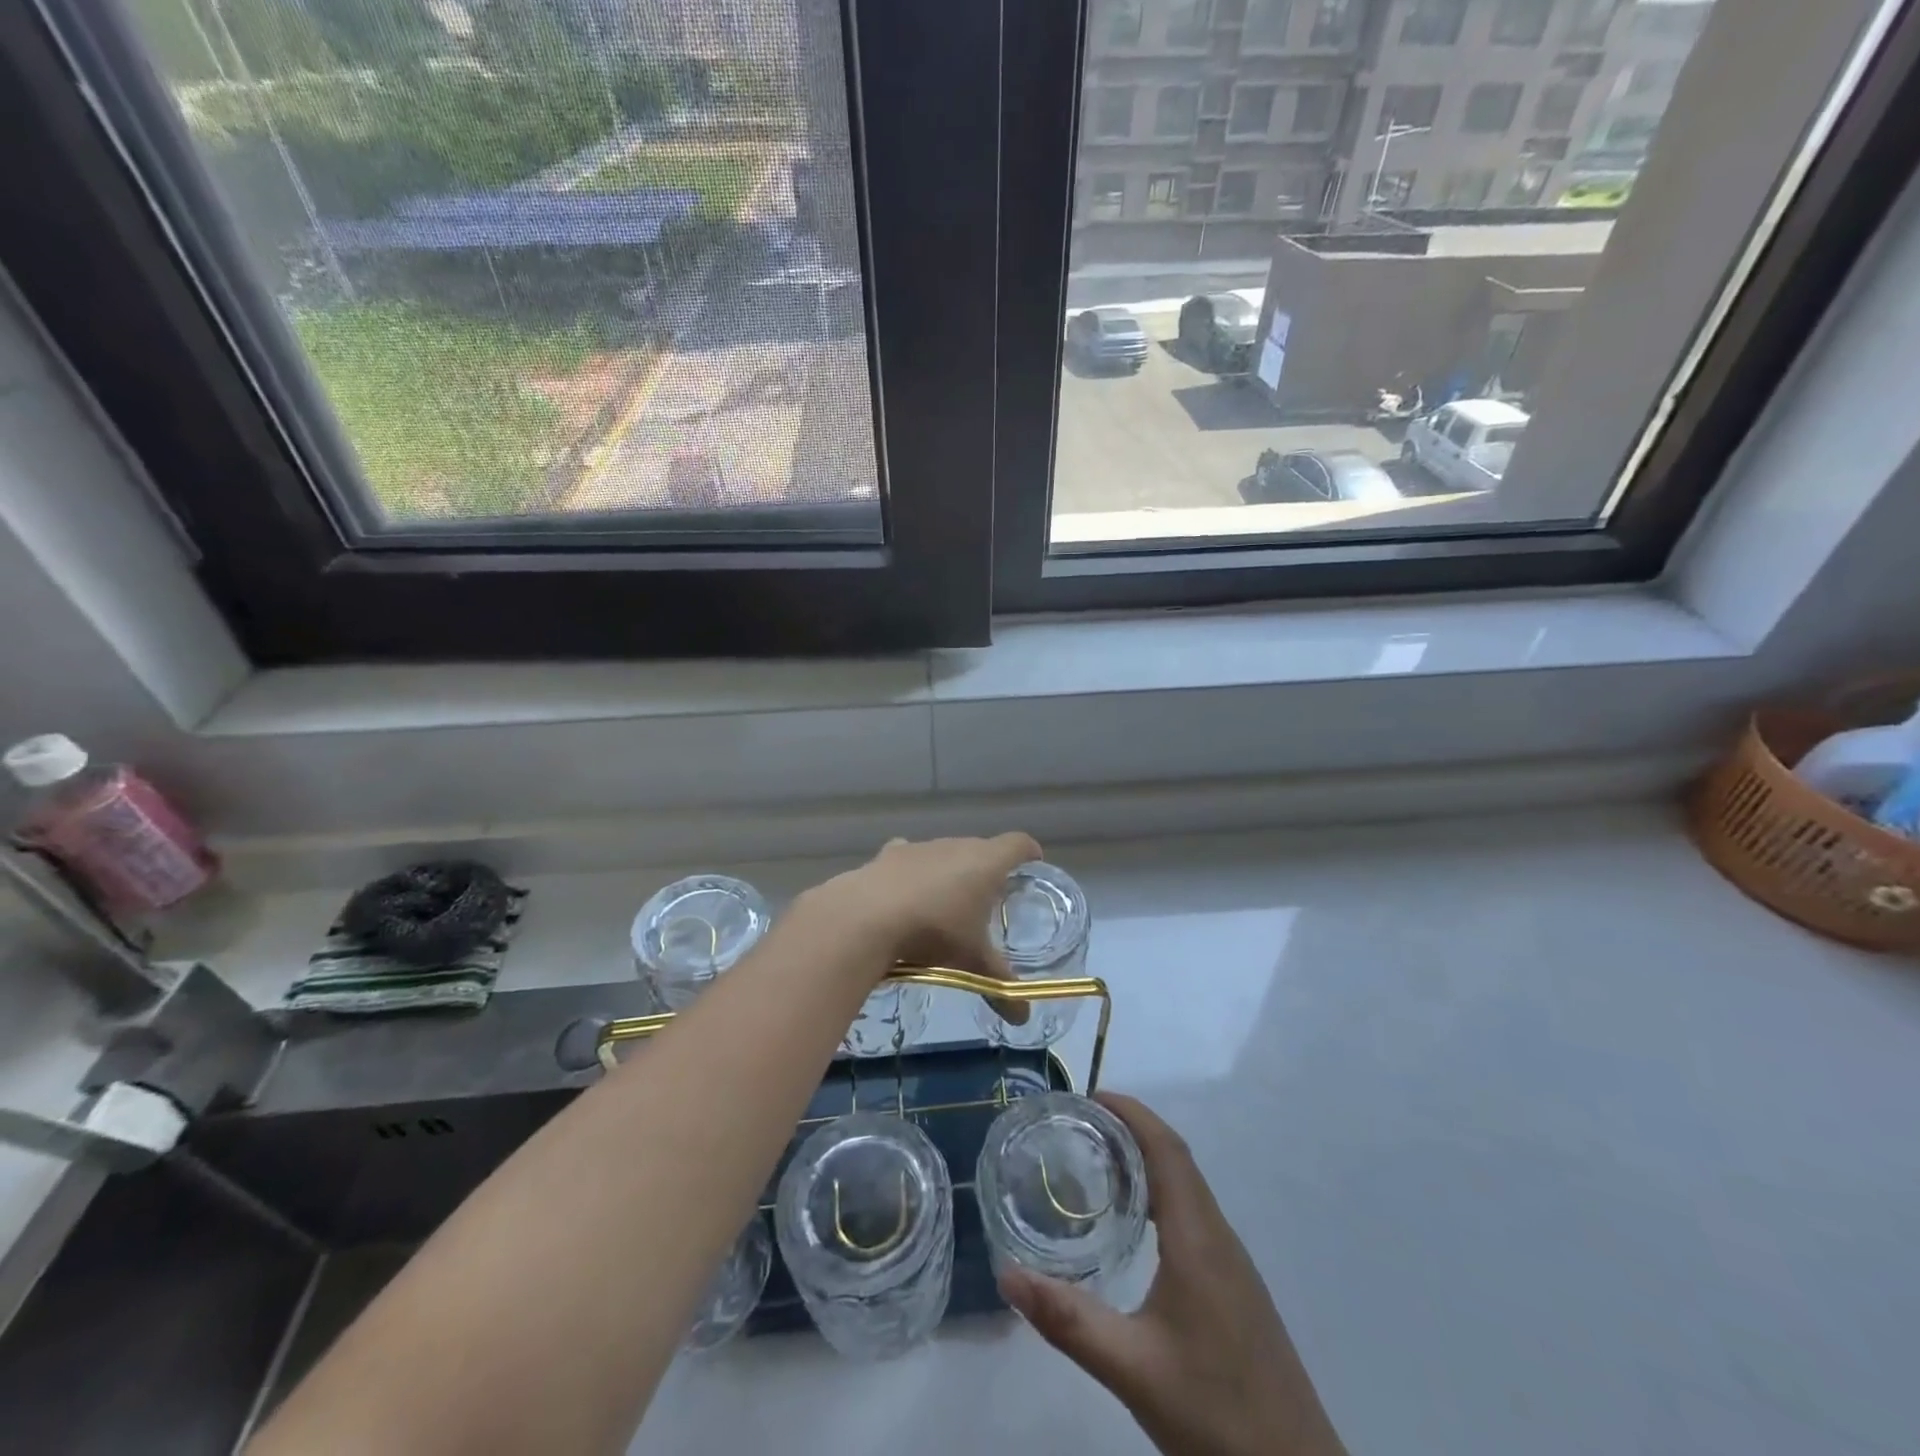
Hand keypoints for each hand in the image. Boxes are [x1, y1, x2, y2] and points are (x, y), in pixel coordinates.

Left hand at [799, 833, 1041, 1015]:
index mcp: (986, 863)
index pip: (1018, 844)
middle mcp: (956, 845)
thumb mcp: (972, 962)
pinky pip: (909, 857)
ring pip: (945, 852)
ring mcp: (920, 847)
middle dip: (988, 867)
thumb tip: (1024, 1018)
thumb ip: (1000, 986)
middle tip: (991, 896)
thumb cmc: (934, 932)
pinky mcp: (888, 855)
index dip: (1029, 852)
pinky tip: (907, 892)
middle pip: (981, 847)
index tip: (1034, 862)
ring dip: (951, 869)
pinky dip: (914, 871)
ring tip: (948, 900)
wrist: (867, 916)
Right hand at [998, 1093, 1346, 1455]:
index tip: (1090, 1096)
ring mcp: (1233, 1264)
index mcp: (1198, 1239)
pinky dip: (1160, 1196)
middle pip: (1176, 1160)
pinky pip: (1194, 1216)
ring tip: (1096, 1166)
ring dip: (1147, 1162)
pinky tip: (1135, 1228)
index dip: (1132, 1113)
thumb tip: (1006, 1274)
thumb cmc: (1218, 1417)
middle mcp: (1219, 1237)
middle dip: (1131, 1131)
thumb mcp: (1133, 1370)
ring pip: (1188, 1188)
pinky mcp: (1236, 1289)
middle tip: (1079, 1127)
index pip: (1167, 1150)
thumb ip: (1068, 1320)